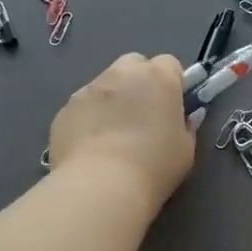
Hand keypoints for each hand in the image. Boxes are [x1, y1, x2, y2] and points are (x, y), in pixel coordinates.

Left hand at [49, 53, 196, 208]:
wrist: (100, 186)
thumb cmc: (154, 166)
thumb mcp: (185, 149)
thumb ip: (186, 126)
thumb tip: (184, 118)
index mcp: (158, 77)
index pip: (169, 63)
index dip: (173, 83)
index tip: (173, 107)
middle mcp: (122, 73)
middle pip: (134, 64)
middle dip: (140, 82)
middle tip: (143, 115)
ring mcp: (88, 89)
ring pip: (105, 84)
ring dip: (113, 100)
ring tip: (113, 136)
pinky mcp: (65, 110)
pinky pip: (82, 107)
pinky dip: (88, 119)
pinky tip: (91, 148)